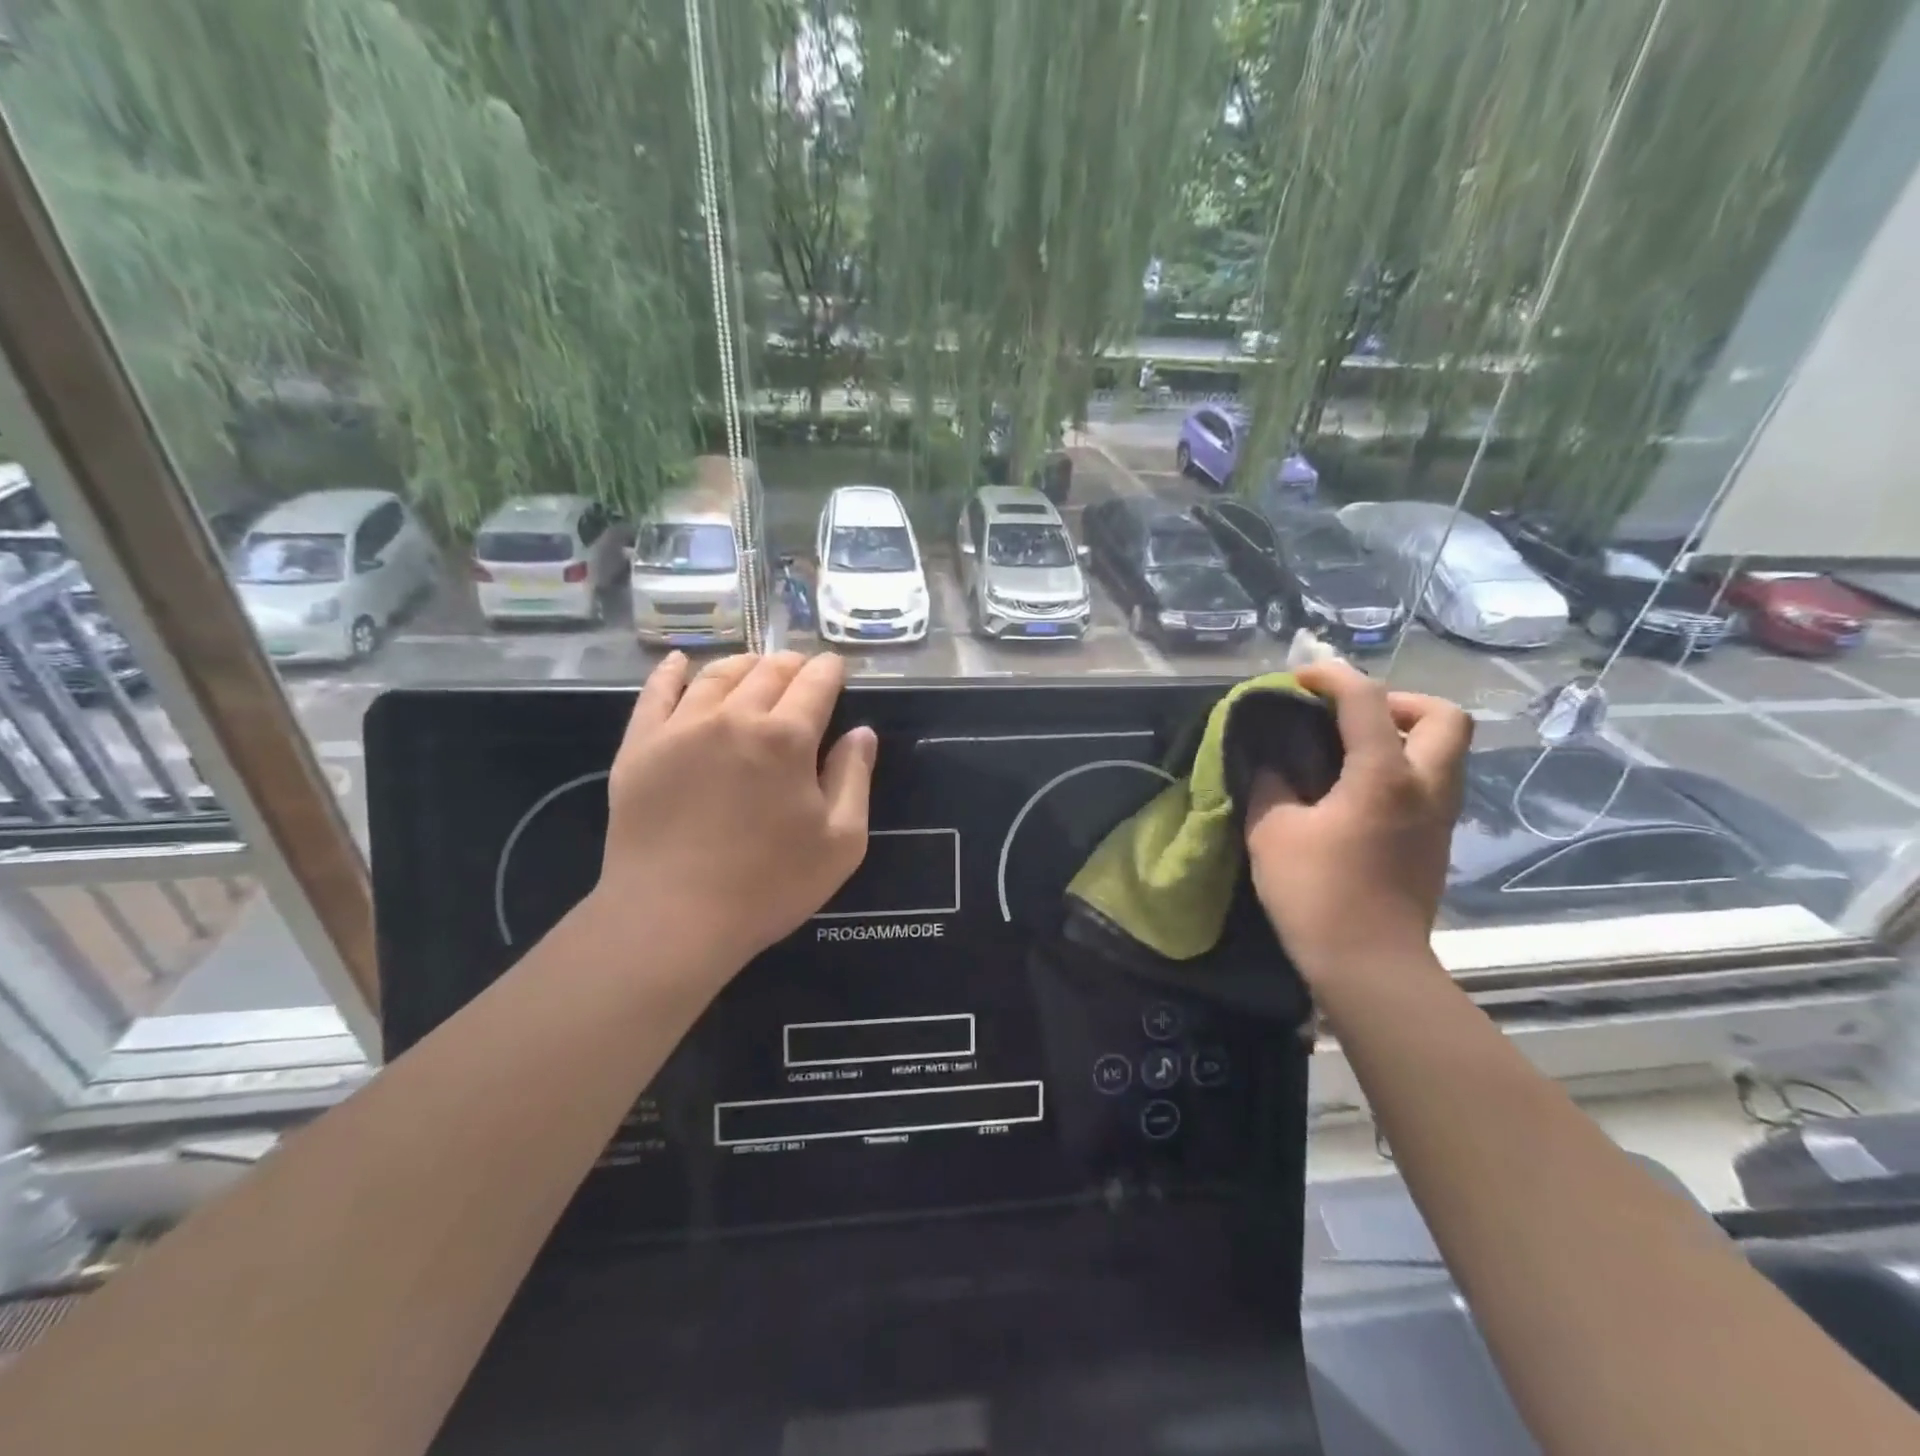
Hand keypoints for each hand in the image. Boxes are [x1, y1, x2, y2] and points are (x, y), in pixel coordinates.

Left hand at [593, 650, 875, 973]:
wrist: (672, 919)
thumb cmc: (769, 885)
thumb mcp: (841, 841)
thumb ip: (855, 777)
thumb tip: (861, 733)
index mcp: (787, 737)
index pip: (815, 682)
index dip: (830, 670)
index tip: (836, 669)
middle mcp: (734, 717)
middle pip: (768, 671)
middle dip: (792, 665)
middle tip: (801, 671)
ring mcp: (681, 728)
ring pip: (716, 675)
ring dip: (744, 665)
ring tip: (754, 668)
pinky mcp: (640, 746)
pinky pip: (655, 693)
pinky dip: (672, 671)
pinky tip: (681, 662)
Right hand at [1245, 660, 1471, 989]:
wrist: (1370, 966)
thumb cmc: (1317, 894)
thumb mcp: (1272, 832)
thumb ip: (1270, 785)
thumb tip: (1272, 763)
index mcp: (1385, 777)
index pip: (1367, 700)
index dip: (1333, 676)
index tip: (1301, 677)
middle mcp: (1426, 787)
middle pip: (1445, 717)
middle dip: (1400, 701)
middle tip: (1353, 716)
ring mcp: (1439, 817)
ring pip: (1447, 751)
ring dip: (1405, 735)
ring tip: (1351, 749)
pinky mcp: (1437, 843)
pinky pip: (1432, 782)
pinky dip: (1403, 767)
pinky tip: (1358, 790)